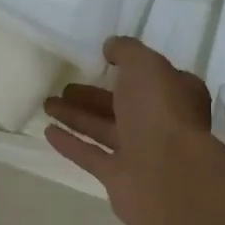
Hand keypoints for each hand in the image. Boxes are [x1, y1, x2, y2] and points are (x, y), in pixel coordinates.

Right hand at [43, 37, 215, 224]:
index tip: (102, 61)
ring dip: (76, 115)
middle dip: (93, 95)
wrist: (169, 177)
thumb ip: (126, 51)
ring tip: (48, 103)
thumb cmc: (161, 112)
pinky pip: (91, 155)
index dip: (129, 68)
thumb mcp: (145, 65)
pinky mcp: (119, 178)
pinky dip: (71, 143)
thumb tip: (111, 47)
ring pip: (103, 128)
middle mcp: (160, 122)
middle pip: (122, 104)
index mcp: (176, 94)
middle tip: (64, 86)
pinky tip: (48, 131)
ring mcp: (140, 152)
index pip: (152, 77)